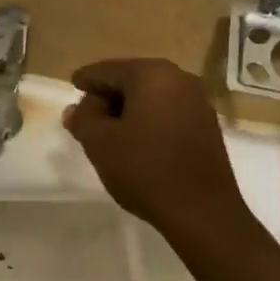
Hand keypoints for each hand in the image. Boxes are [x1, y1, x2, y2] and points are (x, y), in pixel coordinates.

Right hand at [63, 58, 248, 242]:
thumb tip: (77, 108)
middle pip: (132, 80)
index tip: (73, 86)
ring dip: (128, 110)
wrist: (201, 210)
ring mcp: (198, 102)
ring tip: (109, 132)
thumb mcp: (100, 143)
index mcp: (152, 75)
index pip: (108, 70)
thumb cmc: (144, 169)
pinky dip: (148, 120)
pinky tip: (137, 142)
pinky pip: (168, 113)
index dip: (86, 79)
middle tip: (88, 115)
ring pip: (151, 97)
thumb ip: (83, 118)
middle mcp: (179, 79)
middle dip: (108, 95)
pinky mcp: (207, 126)